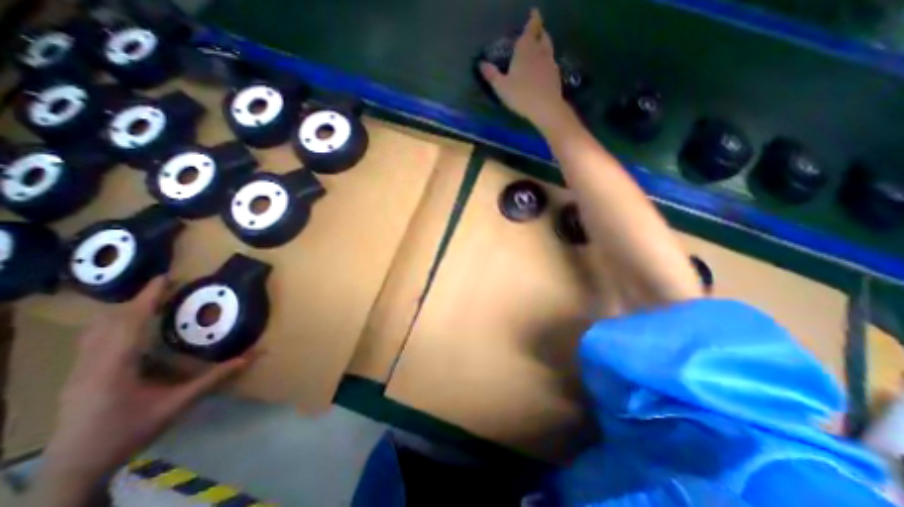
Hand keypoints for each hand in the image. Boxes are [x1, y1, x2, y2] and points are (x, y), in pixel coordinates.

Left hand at [32, 278, 249, 506]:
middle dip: (138, 300)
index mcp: (114, 366)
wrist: (73, 468)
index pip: (130, 322)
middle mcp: (91, 362)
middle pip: (110, 321)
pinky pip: (94, 340)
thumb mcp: (178, 403)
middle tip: (166, 287)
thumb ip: (215, 377)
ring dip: (124, 311)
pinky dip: (114, 325)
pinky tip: (131, 329)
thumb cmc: (129, 431)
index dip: (147, 298)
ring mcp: (79, 370)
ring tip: (151, 301)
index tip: (163, 278)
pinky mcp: (77, 376)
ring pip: (97, 330)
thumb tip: (251, 356)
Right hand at [479, 7, 569, 129]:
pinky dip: (547, 60)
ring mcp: (550, 63)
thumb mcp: (501, 87)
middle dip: (539, 31)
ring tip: (540, 46)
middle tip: (535, 31)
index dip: (533, 19)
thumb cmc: (521, 95)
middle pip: (542, 35)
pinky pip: (551, 61)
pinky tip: (544, 67)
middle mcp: (540, 52)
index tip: (533, 12)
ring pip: (548, 47)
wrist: (545, 108)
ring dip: (544, 43)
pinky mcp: (555, 75)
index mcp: (526, 50)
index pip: (531, 28)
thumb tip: (481, 64)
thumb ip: (492, 75)